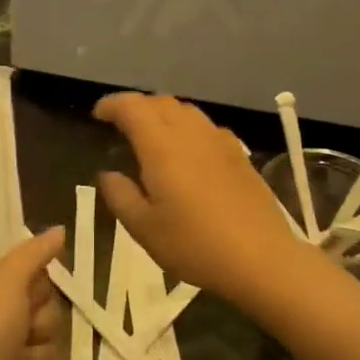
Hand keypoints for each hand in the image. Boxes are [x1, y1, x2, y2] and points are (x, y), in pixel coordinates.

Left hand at [0, 227, 68, 359]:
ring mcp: (4, 350)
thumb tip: (59, 229)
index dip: (37, 283)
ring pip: (52, 340)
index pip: (30, 268)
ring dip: (39, 354)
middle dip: (41, 322)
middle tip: (22, 332)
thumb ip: (34, 253)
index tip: (31, 293)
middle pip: (46, 305)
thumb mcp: (6, 282)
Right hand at [94, 92, 318, 308]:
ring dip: (163, 113)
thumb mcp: (144, 228)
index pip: (132, 107)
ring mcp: (220, 141)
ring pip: (186, 110)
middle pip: (160, 102)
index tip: (98, 115)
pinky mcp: (239, 154)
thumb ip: (120, 195)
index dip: (112, 104)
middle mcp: (191, 133)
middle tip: (121, 124)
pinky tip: (187, 151)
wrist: (261, 258)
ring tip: (151, 134)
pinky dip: (187, 127)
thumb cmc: (195, 245)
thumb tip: (108, 174)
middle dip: (136, 106)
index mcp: (162, 146)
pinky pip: (206, 126)